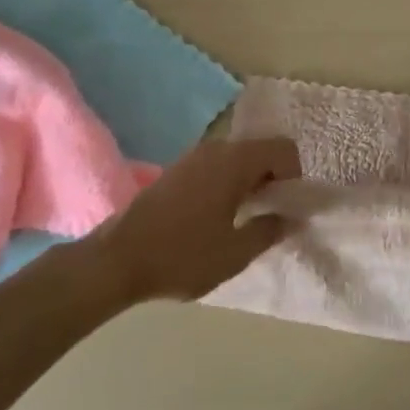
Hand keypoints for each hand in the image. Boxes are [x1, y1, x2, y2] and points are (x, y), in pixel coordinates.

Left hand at [98, 137, 301, 303]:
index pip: (284, 149)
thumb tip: (290, 218)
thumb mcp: (235, 254)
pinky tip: (215, 217)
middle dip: (272, 178)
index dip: (294, 176)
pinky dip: (227, 183)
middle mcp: (216, 149)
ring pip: (237, 159)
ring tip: (242, 219)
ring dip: (248, 181)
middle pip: (260, 150)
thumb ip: (269, 231)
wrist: (115, 261)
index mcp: (235, 161)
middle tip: (267, 215)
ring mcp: (192, 157)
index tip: (285, 207)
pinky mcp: (176, 170)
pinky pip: (216, 166)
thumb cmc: (182, 256)